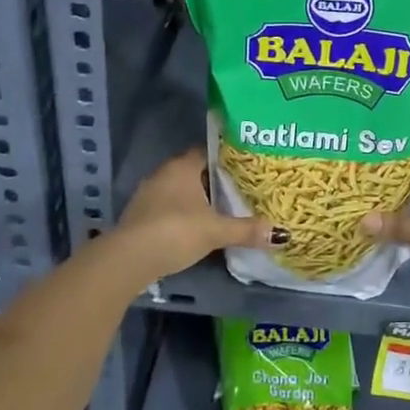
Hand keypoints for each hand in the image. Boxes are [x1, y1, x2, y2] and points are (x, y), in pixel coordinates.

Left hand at [110, 149, 285, 284]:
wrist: (128, 259)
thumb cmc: (175, 232)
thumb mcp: (215, 231)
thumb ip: (246, 230)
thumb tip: (281, 234)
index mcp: (182, 166)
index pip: (208, 151)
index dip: (227, 157)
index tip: (247, 166)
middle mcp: (164, 173)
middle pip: (195, 171)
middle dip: (215, 180)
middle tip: (241, 189)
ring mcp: (148, 194)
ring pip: (180, 190)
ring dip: (197, 199)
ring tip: (222, 209)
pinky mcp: (140, 215)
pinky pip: (168, 206)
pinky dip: (182, 213)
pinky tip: (196, 227)